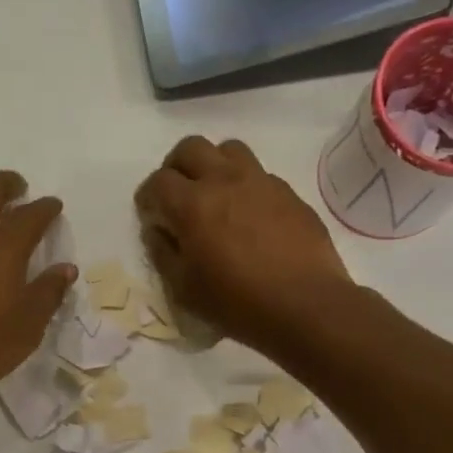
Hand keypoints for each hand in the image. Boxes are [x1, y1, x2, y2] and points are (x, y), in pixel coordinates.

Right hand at [135, 137, 352, 354]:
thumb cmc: (236, 302)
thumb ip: (163, 252)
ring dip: (213, 165)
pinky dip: (244, 185)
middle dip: (175, 168)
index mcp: (192, 204)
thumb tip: (158, 230)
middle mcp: (225, 180)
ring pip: (228, 149)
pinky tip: (248, 215)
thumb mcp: (183, 288)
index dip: (147, 197)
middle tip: (176, 196)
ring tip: (214, 195)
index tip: (151, 216)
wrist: (305, 305)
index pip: (157, 182)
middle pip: (190, 148)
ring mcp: (261, 182)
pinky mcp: (288, 192)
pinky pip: (259, 173)